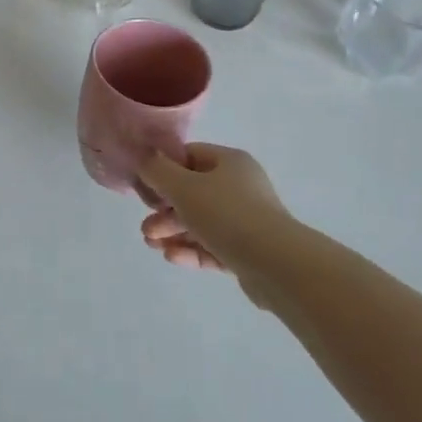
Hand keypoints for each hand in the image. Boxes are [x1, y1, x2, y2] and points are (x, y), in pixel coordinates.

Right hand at [137, 143, 292, 274]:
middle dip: (165, 210)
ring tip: (151, 245)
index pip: (190, 157)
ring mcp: (246, 220)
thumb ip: (158, 171)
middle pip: (194, 193)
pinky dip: (192, 250)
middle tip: (145, 227)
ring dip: (174, 232)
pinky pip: (214, 246)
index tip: (144, 188)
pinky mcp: (248, 252)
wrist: (276, 264)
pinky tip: (171, 258)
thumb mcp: (184, 187)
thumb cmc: (227, 214)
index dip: (164, 169)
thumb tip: (145, 158)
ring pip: (202, 222)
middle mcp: (240, 187)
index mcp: (230, 162)